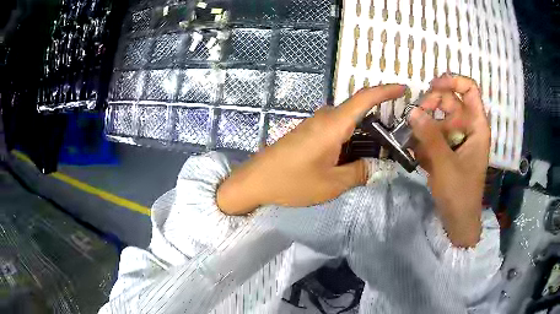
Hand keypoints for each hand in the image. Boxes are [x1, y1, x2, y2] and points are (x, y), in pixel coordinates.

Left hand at [217, 84, 405, 214]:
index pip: (364, 98)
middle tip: (398, 137)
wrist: (256, 181)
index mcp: (333, 124)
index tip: (403, 88)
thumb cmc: (292, 182)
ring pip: (348, 122)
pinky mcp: (308, 132)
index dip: (385, 90)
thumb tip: (379, 165)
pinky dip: (351, 138)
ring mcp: (315, 124)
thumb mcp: (331, 183)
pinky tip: (357, 154)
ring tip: (382, 150)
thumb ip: (359, 172)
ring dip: (365, 132)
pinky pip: (337, 129)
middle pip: (359, 110)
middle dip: (380, 120)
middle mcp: (325, 118)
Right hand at [409, 73, 489, 246]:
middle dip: (431, 105)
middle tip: (414, 116)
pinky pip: (434, 135)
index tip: (431, 86)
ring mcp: (457, 139)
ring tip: (411, 140)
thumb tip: (412, 110)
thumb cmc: (459, 193)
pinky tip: (415, 153)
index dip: (452, 81)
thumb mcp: (445, 164)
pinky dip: (424, 140)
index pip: (469, 90)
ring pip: (439, 118)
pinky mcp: (448, 149)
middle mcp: (468, 127)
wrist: (458, 220)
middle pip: (450, 101)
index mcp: (477, 126)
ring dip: (424, 125)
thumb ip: (430, 136)